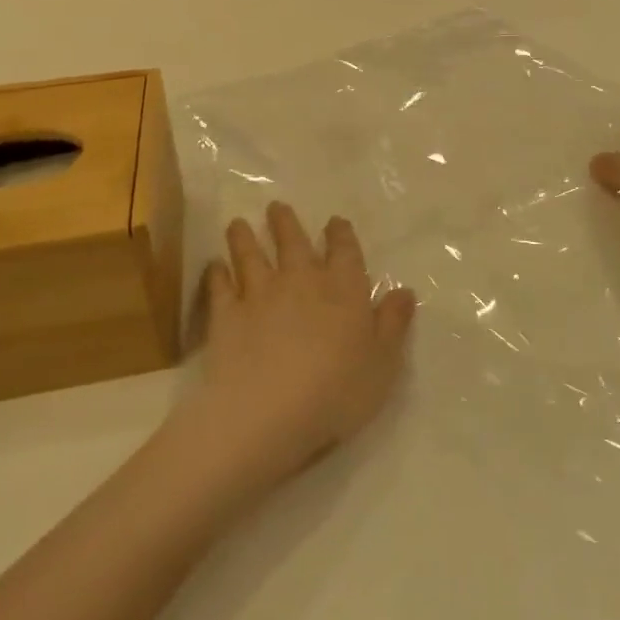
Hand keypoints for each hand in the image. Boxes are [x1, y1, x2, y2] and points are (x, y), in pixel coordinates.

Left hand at [179, 203, 415, 492]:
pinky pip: (220, 287)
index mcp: (343, 289)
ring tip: (238, 224)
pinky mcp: (227, 316)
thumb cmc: (337, 391)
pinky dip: (217, 274)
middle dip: (285, 222)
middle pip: (293, 242)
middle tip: (276, 206)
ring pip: (251, 255)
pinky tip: (214, 266)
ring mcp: (260, 295)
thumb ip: (393, 324)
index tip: (335, 221)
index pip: (345, 251)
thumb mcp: (383, 363)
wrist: (268, 413)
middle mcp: (301, 280)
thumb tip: (404, 290)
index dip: (340, 233)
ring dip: (245, 237)